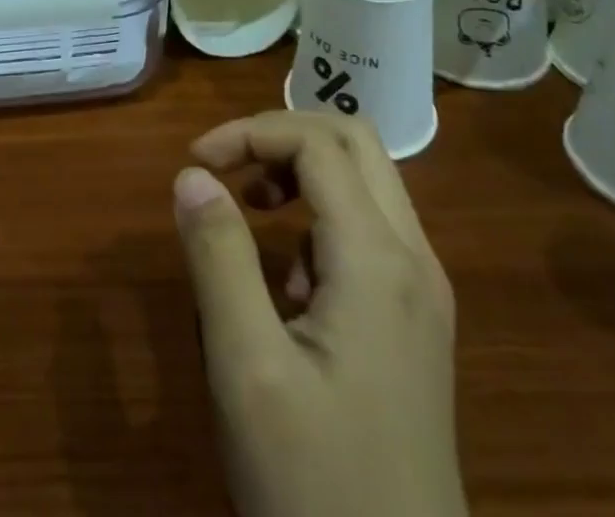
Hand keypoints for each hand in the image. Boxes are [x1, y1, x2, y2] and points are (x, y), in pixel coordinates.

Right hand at [173, 112, 464, 516]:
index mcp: (379, 259)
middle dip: (282, 136)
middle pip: (354, 142)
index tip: (195, 163)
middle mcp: (414, 259)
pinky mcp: (416, 322)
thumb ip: (218, 257)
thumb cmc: (315, 483)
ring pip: (367, 181)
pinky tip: (290, 279)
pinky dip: (322, 217)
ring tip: (252, 211)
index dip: (250, 132)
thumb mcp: (248, 368)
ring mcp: (423, 292)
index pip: (317, 143)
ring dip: (304, 172)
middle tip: (227, 167)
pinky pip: (371, 229)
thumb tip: (191, 175)